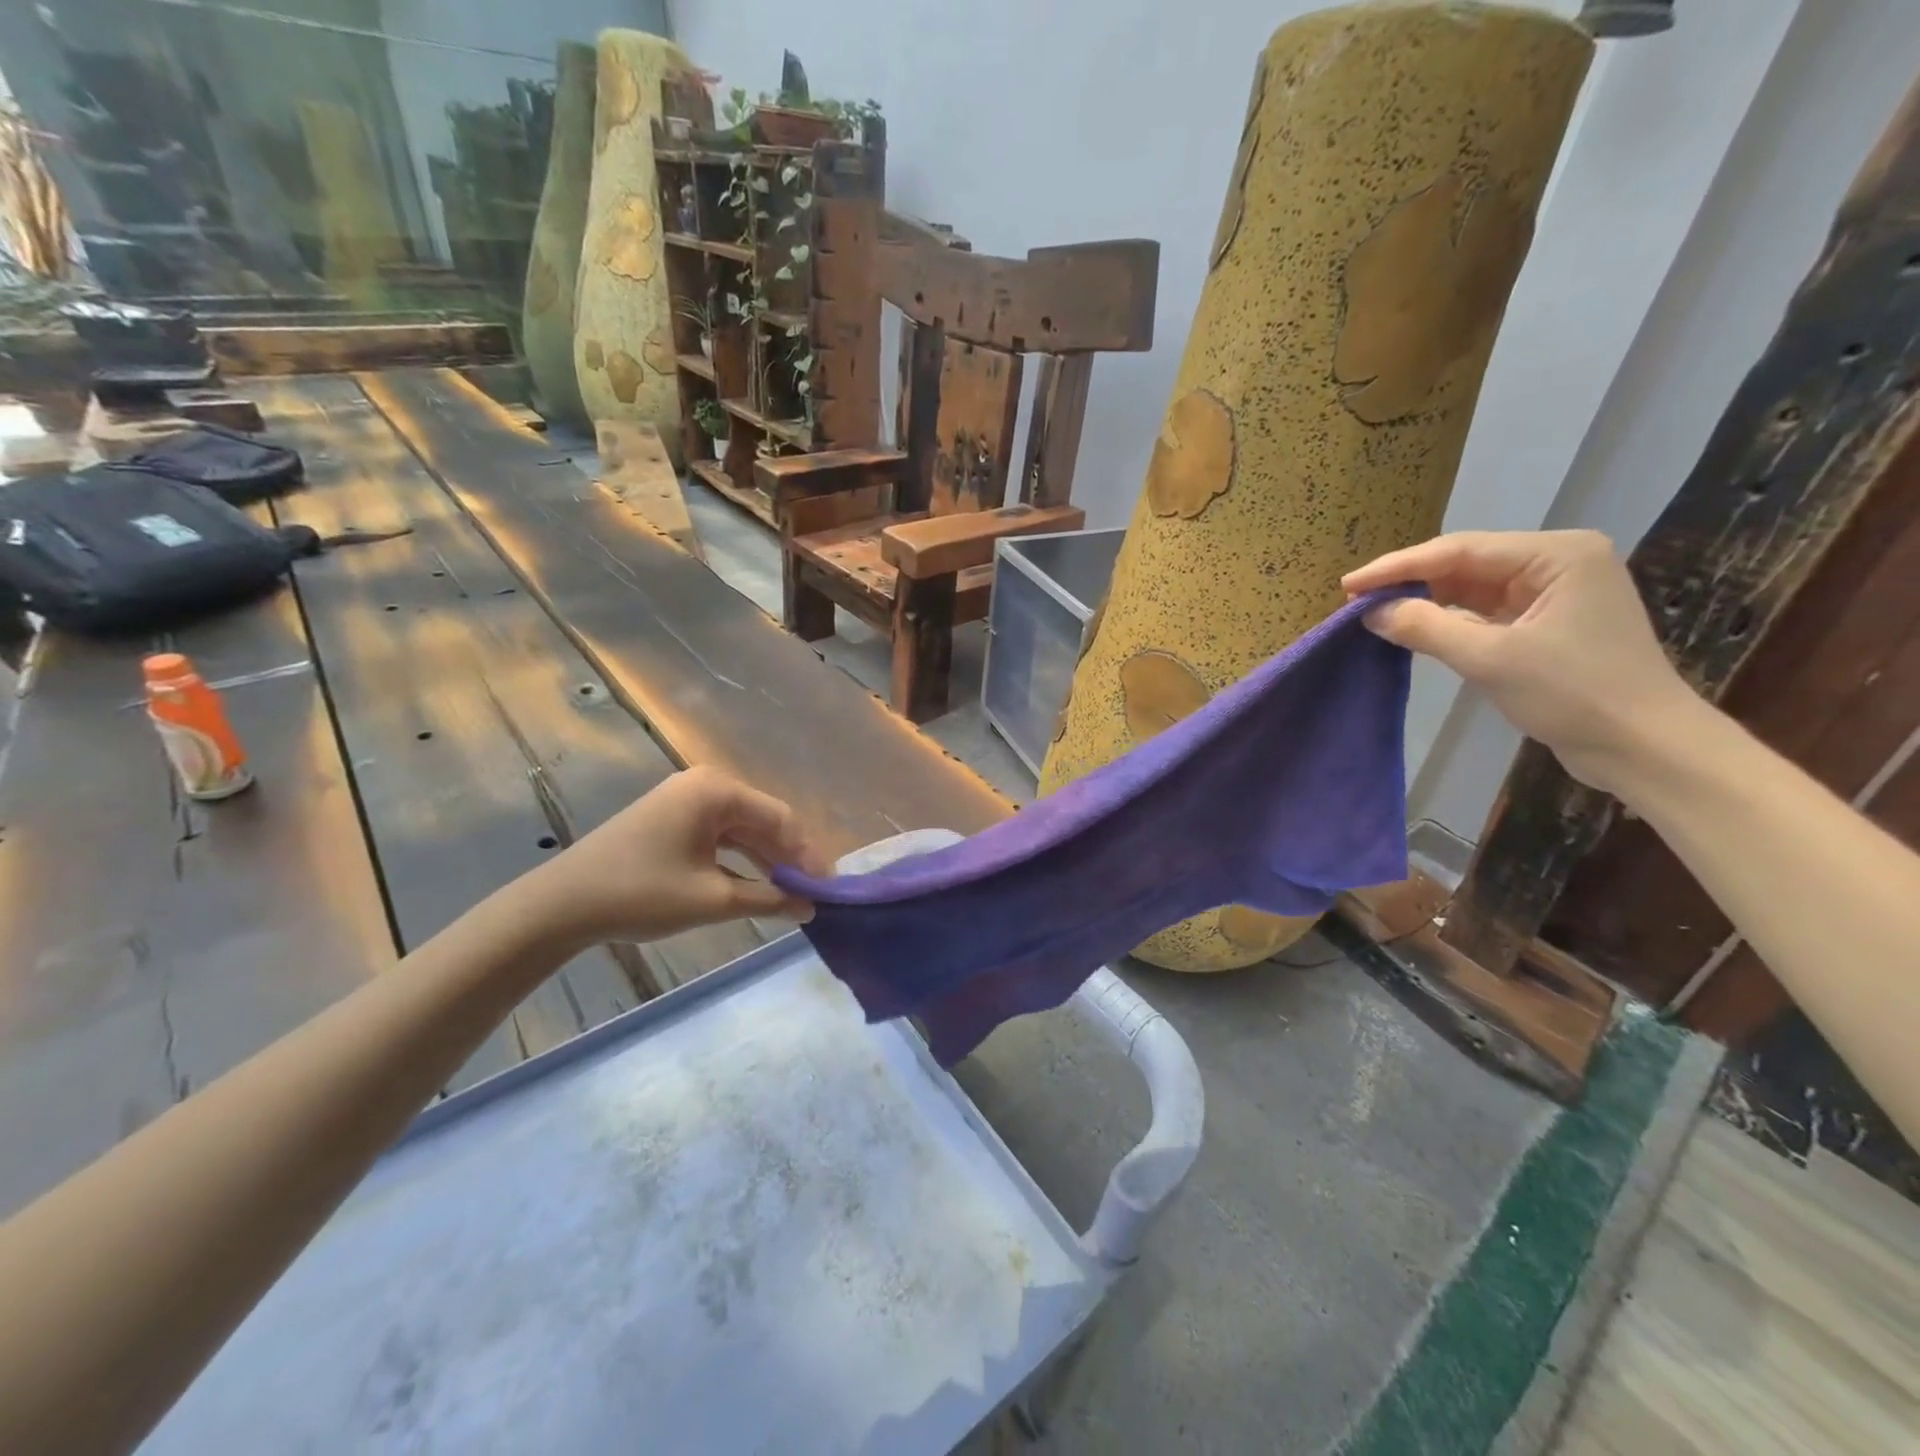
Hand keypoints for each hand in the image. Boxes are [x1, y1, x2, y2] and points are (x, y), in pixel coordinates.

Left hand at [518, 767, 824, 947]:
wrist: (561, 905)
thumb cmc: (641, 894)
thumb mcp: (713, 899)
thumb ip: (769, 899)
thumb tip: (810, 907)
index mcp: (717, 791)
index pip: (781, 818)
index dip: (808, 855)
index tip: (828, 888)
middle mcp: (705, 786)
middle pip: (763, 821)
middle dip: (789, 858)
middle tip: (814, 894)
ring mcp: (686, 801)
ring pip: (742, 830)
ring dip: (767, 861)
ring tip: (793, 894)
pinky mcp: (672, 820)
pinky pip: (720, 837)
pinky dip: (740, 861)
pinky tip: (757, 886)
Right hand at [1343, 530, 1698, 792]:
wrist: (1643, 746)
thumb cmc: (1573, 694)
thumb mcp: (1491, 658)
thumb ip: (1426, 628)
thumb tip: (1370, 612)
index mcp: (1557, 554)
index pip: (1459, 550)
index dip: (1398, 567)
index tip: (1348, 585)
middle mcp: (1557, 562)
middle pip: (1464, 563)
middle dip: (1409, 582)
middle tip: (1355, 600)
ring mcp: (1553, 592)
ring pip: (1471, 588)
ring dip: (1425, 601)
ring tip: (1375, 613)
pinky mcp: (1547, 622)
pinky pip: (1484, 611)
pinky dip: (1448, 619)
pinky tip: (1414, 626)